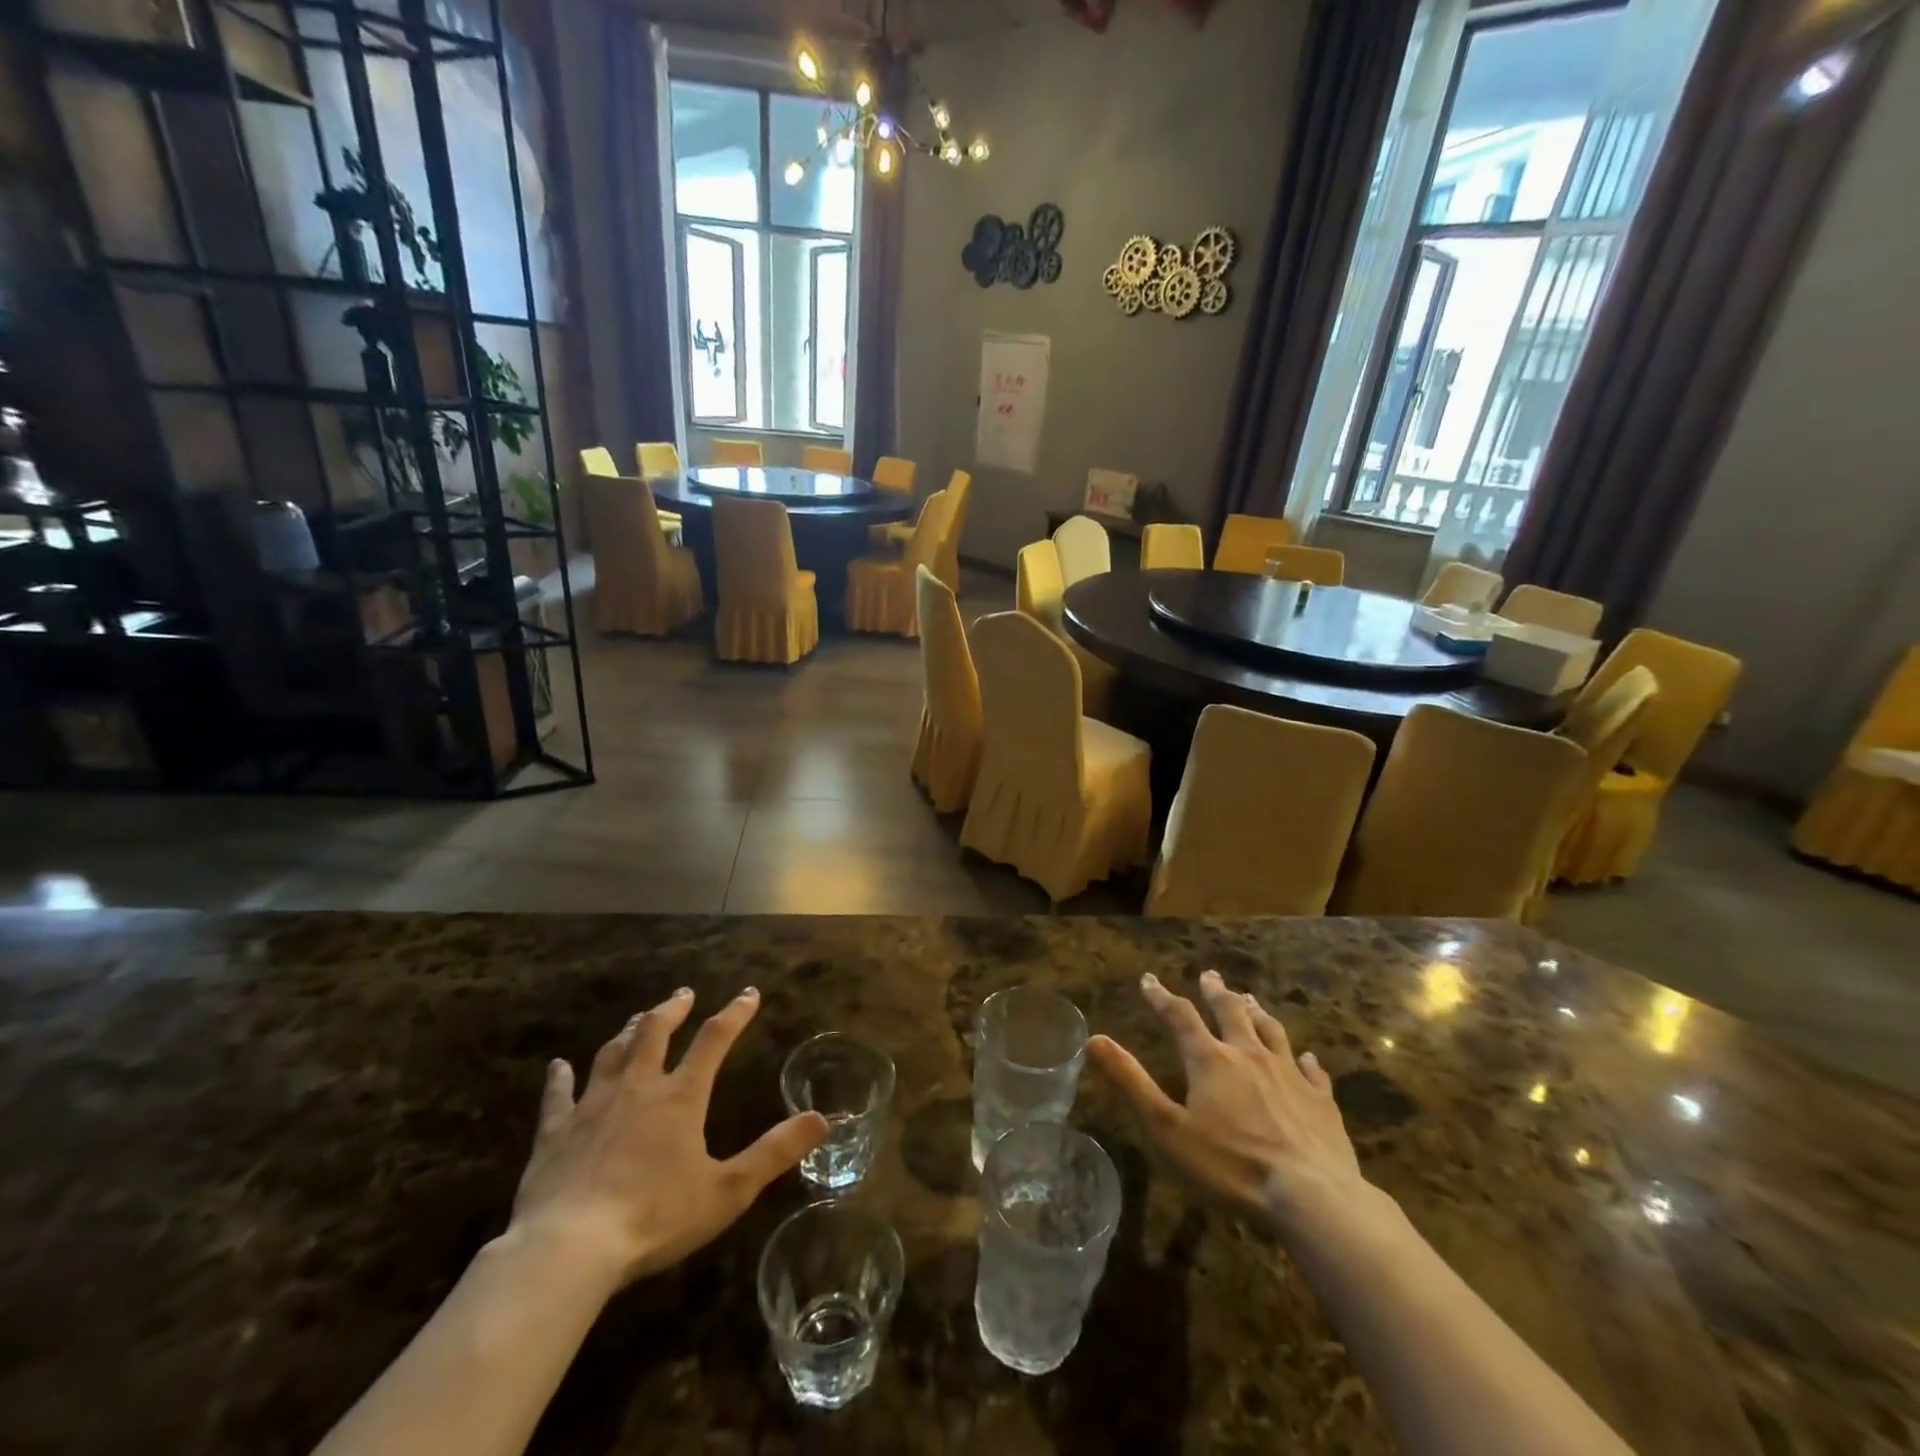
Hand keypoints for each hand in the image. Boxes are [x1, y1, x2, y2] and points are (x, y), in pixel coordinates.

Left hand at [506, 988, 828, 1287]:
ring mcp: (592, 1106)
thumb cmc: (655, 1217)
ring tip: (638, 1018)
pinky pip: (558, 1096)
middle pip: (656, 1032)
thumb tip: (822, 1119)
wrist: (569, 1248)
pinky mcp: (554, 1133)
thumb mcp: (728, 1190)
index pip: (714, 1040)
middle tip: (683, 994)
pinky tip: (557, 1066)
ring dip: (628, 1032)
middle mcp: (638, 1087)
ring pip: (612, 1054)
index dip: (734, 1013)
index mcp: (681, 1097)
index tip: (749, 994)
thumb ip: (774, 1152)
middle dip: (672, 1009)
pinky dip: (559, 1078)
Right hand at [1088, 970, 1368, 1231]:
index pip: (1179, 1016)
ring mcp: (1290, 1075)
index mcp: (1210, 1060)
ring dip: (1257, 1012)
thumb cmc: (1230, 1166)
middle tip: (1209, 976)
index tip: (1149, 980)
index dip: (1161, 997)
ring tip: (1250, 999)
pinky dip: (1306, 1060)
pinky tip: (1308, 1058)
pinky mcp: (1321, 1101)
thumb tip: (1094, 1038)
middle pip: (1231, 1012)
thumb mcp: (1166, 1128)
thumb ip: (1130, 1081)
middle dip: (1216, 993)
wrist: (1311, 1197)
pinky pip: (1312, 1071)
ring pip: (1271, 1031)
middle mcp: (1249, 1055)